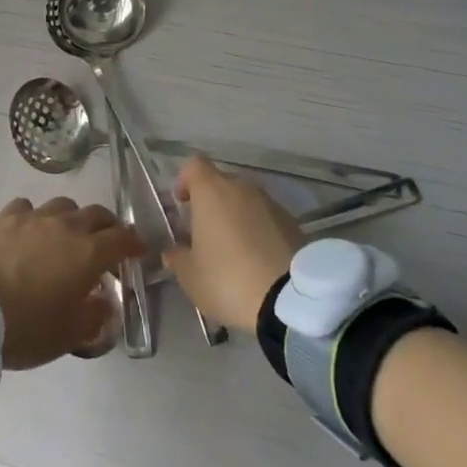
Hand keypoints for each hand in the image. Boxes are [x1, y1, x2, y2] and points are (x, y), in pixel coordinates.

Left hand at [0, 197, 143, 369]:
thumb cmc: (24, 327)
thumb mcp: (68, 335)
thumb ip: (94, 316)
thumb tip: (104, 302)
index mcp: (88, 253)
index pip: (123, 238)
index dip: (135, 243)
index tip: (139, 251)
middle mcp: (65, 226)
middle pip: (97, 214)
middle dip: (108, 227)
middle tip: (107, 244)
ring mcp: (32, 217)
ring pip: (63, 205)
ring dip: (73, 218)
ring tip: (67, 236)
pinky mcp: (4, 216)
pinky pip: (28, 208)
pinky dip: (36, 217)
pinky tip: (29, 231)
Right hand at [163, 157, 303, 331]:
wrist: (292, 300)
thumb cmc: (228, 279)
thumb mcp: (191, 276)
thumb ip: (177, 258)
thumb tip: (172, 251)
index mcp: (212, 191)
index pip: (194, 166)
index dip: (185, 181)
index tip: (181, 204)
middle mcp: (242, 188)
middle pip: (221, 183)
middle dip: (211, 203)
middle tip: (205, 233)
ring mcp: (271, 204)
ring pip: (246, 202)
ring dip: (236, 218)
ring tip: (232, 250)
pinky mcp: (294, 224)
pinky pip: (267, 219)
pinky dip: (258, 231)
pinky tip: (257, 260)